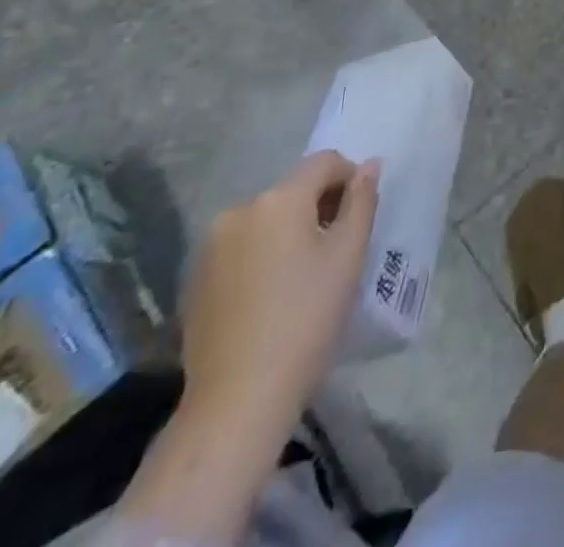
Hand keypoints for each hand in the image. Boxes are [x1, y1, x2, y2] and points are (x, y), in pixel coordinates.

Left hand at [179, 150, 380, 436]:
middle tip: (338, 249)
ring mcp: (210, 247)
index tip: (360, 215)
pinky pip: (241, 249)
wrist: (238, 400)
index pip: (324, 162)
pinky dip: (262, 257)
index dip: (350, 178)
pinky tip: (272, 297)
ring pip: (266, 220)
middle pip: (293, 190)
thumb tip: (369, 166)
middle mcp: (240, 211)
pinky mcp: (195, 281)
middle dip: (319, 207)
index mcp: (279, 199)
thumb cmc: (307, 318)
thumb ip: (362, 201)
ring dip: (290, 232)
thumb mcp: (348, 254)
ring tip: (304, 276)